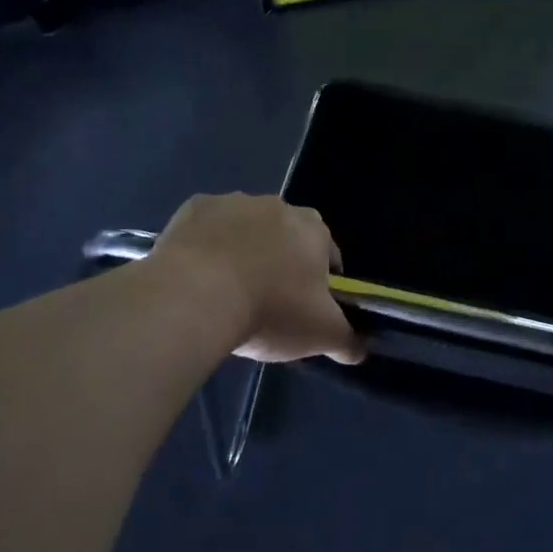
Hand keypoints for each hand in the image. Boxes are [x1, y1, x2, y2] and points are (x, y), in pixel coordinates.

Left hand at [151, 194, 365, 364]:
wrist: (194, 296)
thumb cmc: (270, 310)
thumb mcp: (321, 334)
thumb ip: (347, 339)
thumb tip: (359, 349)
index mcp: (314, 229)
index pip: (328, 254)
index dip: (321, 282)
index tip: (306, 309)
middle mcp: (277, 205)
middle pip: (286, 237)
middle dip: (280, 262)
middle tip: (267, 303)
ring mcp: (232, 202)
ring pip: (245, 230)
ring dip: (242, 252)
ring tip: (226, 294)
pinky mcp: (193, 208)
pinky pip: (207, 228)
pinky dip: (206, 247)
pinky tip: (197, 278)